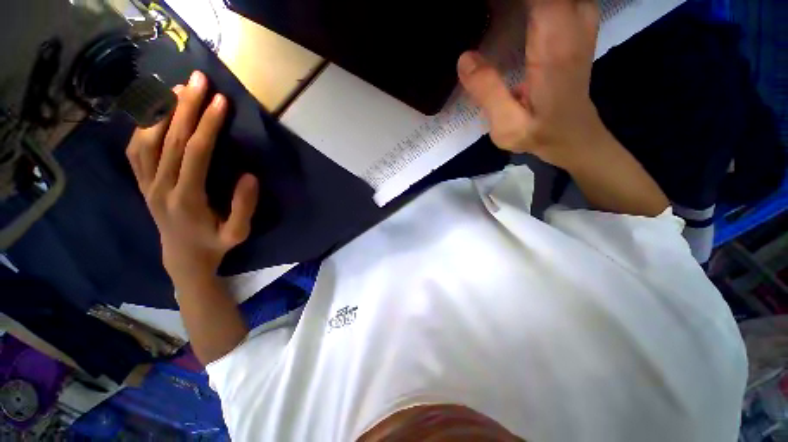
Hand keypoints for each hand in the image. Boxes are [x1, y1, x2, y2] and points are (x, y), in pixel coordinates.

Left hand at [126, 71, 258, 282]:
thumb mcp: (238, 232)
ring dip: (162, 111)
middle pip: (169, 138)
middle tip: (198, 80)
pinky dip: (142, 126)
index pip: (195, 153)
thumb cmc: (214, 245)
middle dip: (186, 106)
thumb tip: (250, 175)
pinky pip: (135, 149)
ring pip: (146, 139)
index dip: (207, 125)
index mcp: (186, 199)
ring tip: (178, 88)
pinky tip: (155, 112)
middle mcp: (160, 187)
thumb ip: (244, 206)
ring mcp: (146, 184)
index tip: (221, 101)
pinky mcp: (142, 183)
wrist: (183, 259)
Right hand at [458, 0, 601, 169]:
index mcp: (555, 44)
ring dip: (523, 4)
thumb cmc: (540, 133)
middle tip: (487, 12)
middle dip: (509, 3)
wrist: (572, 136)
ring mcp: (579, 19)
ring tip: (497, 12)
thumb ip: (488, 92)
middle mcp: (573, 21)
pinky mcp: (576, 23)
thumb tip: (464, 59)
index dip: (504, 0)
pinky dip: (535, 3)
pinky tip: (517, 11)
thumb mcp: (508, 125)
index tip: (484, 8)